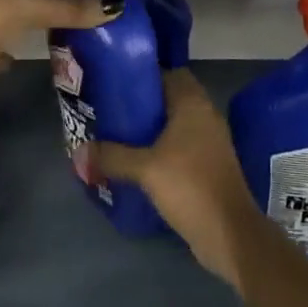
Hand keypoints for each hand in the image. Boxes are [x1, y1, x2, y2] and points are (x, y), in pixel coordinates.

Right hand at [94, 67, 263, 290]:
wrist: (229, 233)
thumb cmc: (189, 186)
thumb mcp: (144, 168)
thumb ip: (111, 156)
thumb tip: (77, 152)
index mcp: (193, 104)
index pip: (169, 73)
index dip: (144, 77)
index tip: (117, 85)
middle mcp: (205, 116)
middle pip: (170, 99)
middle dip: (143, 105)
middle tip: (112, 112)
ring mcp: (210, 142)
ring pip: (176, 125)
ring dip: (151, 130)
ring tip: (119, 136)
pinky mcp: (209, 166)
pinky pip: (181, 146)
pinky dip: (162, 149)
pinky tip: (138, 162)